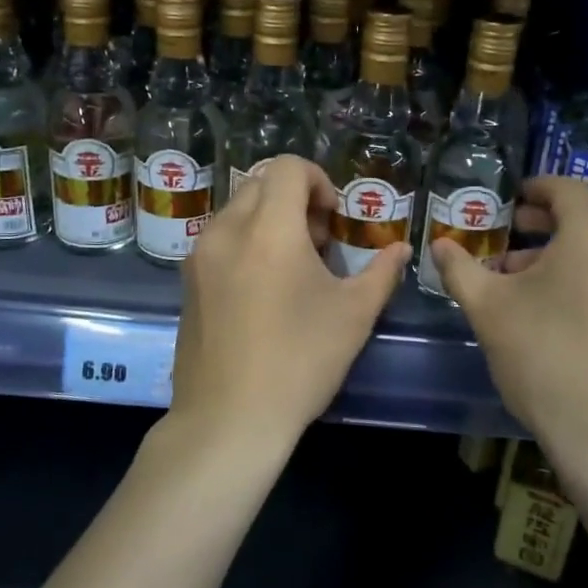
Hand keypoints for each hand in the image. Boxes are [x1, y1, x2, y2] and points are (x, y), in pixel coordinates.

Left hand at [168, 156, 405, 452]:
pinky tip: (264, 290)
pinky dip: (246, 242)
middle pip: (261, 183)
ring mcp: (200, 256)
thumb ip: (382, 272)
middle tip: (319, 244)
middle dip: (295, 200)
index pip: (287, 167)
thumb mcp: (354, 315)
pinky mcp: (187, 281)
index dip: (318, 181)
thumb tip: (400, 249)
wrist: (228, 420)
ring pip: (238, 210)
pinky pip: (221, 238)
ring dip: (270, 220)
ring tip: (293, 269)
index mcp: (268, 229)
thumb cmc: (299, 361)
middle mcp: (226, 230)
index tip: (333, 220)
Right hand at [430, 178, 587, 478]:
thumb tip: (440, 245)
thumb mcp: (489, 309)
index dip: (533, 189)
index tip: (507, 200)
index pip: (565, 188)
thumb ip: (461, 268)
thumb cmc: (545, 357)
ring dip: (566, 246)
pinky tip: (557, 298)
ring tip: (522, 272)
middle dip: (546, 219)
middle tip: (510, 231)